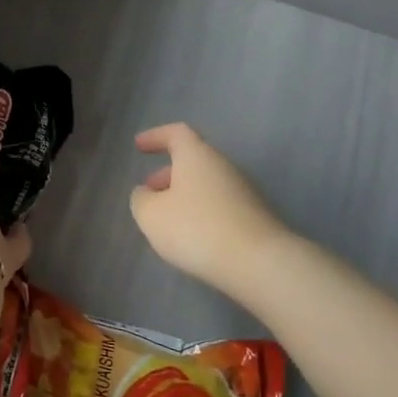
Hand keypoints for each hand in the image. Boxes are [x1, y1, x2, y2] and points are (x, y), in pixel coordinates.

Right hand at [130, 123, 291, 293]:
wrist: (259, 263)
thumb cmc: (196, 229)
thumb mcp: (151, 215)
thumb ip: (141, 199)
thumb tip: (146, 193)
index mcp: (197, 156)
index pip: (177, 133)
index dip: (156, 136)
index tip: (138, 146)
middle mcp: (224, 167)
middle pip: (193, 161)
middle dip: (167, 173)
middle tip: (149, 190)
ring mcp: (244, 192)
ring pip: (206, 185)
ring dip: (184, 195)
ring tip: (166, 220)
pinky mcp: (255, 218)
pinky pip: (220, 206)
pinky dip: (201, 213)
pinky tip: (192, 237)